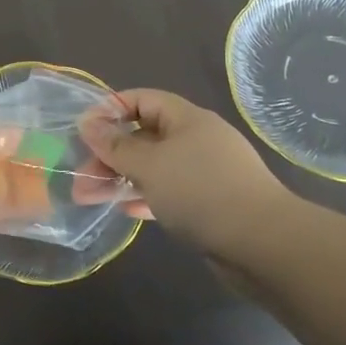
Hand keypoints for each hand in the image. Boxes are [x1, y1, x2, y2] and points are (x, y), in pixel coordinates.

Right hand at [79, 89, 296, 262]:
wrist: (265, 245)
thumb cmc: (201, 191)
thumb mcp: (149, 165)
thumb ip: (115, 146)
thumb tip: (87, 123)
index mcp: (187, 119)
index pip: (142, 99)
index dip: (111, 109)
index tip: (84, 131)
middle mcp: (197, 140)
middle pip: (145, 135)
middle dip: (110, 153)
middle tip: (81, 176)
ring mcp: (206, 173)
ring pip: (155, 166)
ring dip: (122, 177)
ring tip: (90, 196)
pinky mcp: (210, 203)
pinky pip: (169, 192)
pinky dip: (145, 196)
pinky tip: (126, 209)